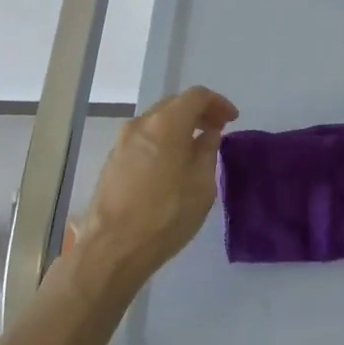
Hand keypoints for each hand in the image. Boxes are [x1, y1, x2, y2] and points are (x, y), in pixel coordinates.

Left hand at [81, 86, 238, 276]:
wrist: (112, 249)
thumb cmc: (165, 215)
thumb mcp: (202, 184)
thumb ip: (207, 151)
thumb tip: (207, 134)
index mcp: (167, 123)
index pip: (196, 96)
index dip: (218, 103)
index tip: (232, 119)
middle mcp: (142, 123)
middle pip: (174, 104)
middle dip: (198, 111)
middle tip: (217, 129)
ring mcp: (122, 141)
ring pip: (157, 121)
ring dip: (179, 126)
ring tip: (195, 146)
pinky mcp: (112, 160)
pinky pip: (144, 138)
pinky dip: (163, 139)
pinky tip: (171, 161)